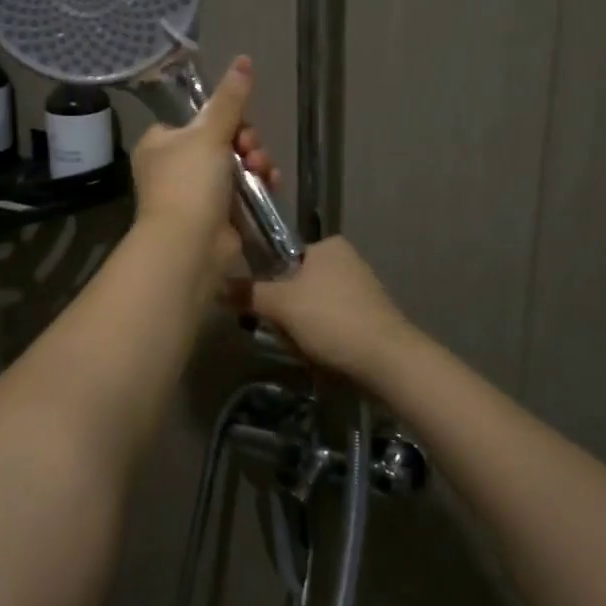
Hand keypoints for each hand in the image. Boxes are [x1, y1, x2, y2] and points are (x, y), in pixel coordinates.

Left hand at [131, 56, 278, 275]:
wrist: (189, 244)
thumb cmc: (190, 181)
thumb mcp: (210, 133)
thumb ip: (230, 98)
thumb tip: (243, 59)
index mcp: (161, 143)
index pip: (196, 119)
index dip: (224, 118)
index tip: (240, 122)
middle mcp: (174, 166)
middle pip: (221, 141)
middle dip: (245, 142)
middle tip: (251, 148)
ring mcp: (195, 193)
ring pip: (235, 165)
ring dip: (255, 161)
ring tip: (262, 169)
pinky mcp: (216, 215)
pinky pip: (243, 191)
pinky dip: (258, 185)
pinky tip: (271, 183)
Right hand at [235, 237, 415, 385]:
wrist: (387, 360)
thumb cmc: (331, 319)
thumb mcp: (281, 305)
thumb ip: (248, 293)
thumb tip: (217, 286)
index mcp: (328, 245)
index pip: (283, 257)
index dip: (269, 283)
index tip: (264, 306)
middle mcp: (347, 260)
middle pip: (296, 286)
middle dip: (285, 312)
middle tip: (282, 331)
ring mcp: (362, 290)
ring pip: (312, 308)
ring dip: (301, 329)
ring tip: (302, 347)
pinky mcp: (370, 317)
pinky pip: (332, 324)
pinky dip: (322, 339)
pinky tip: (321, 356)